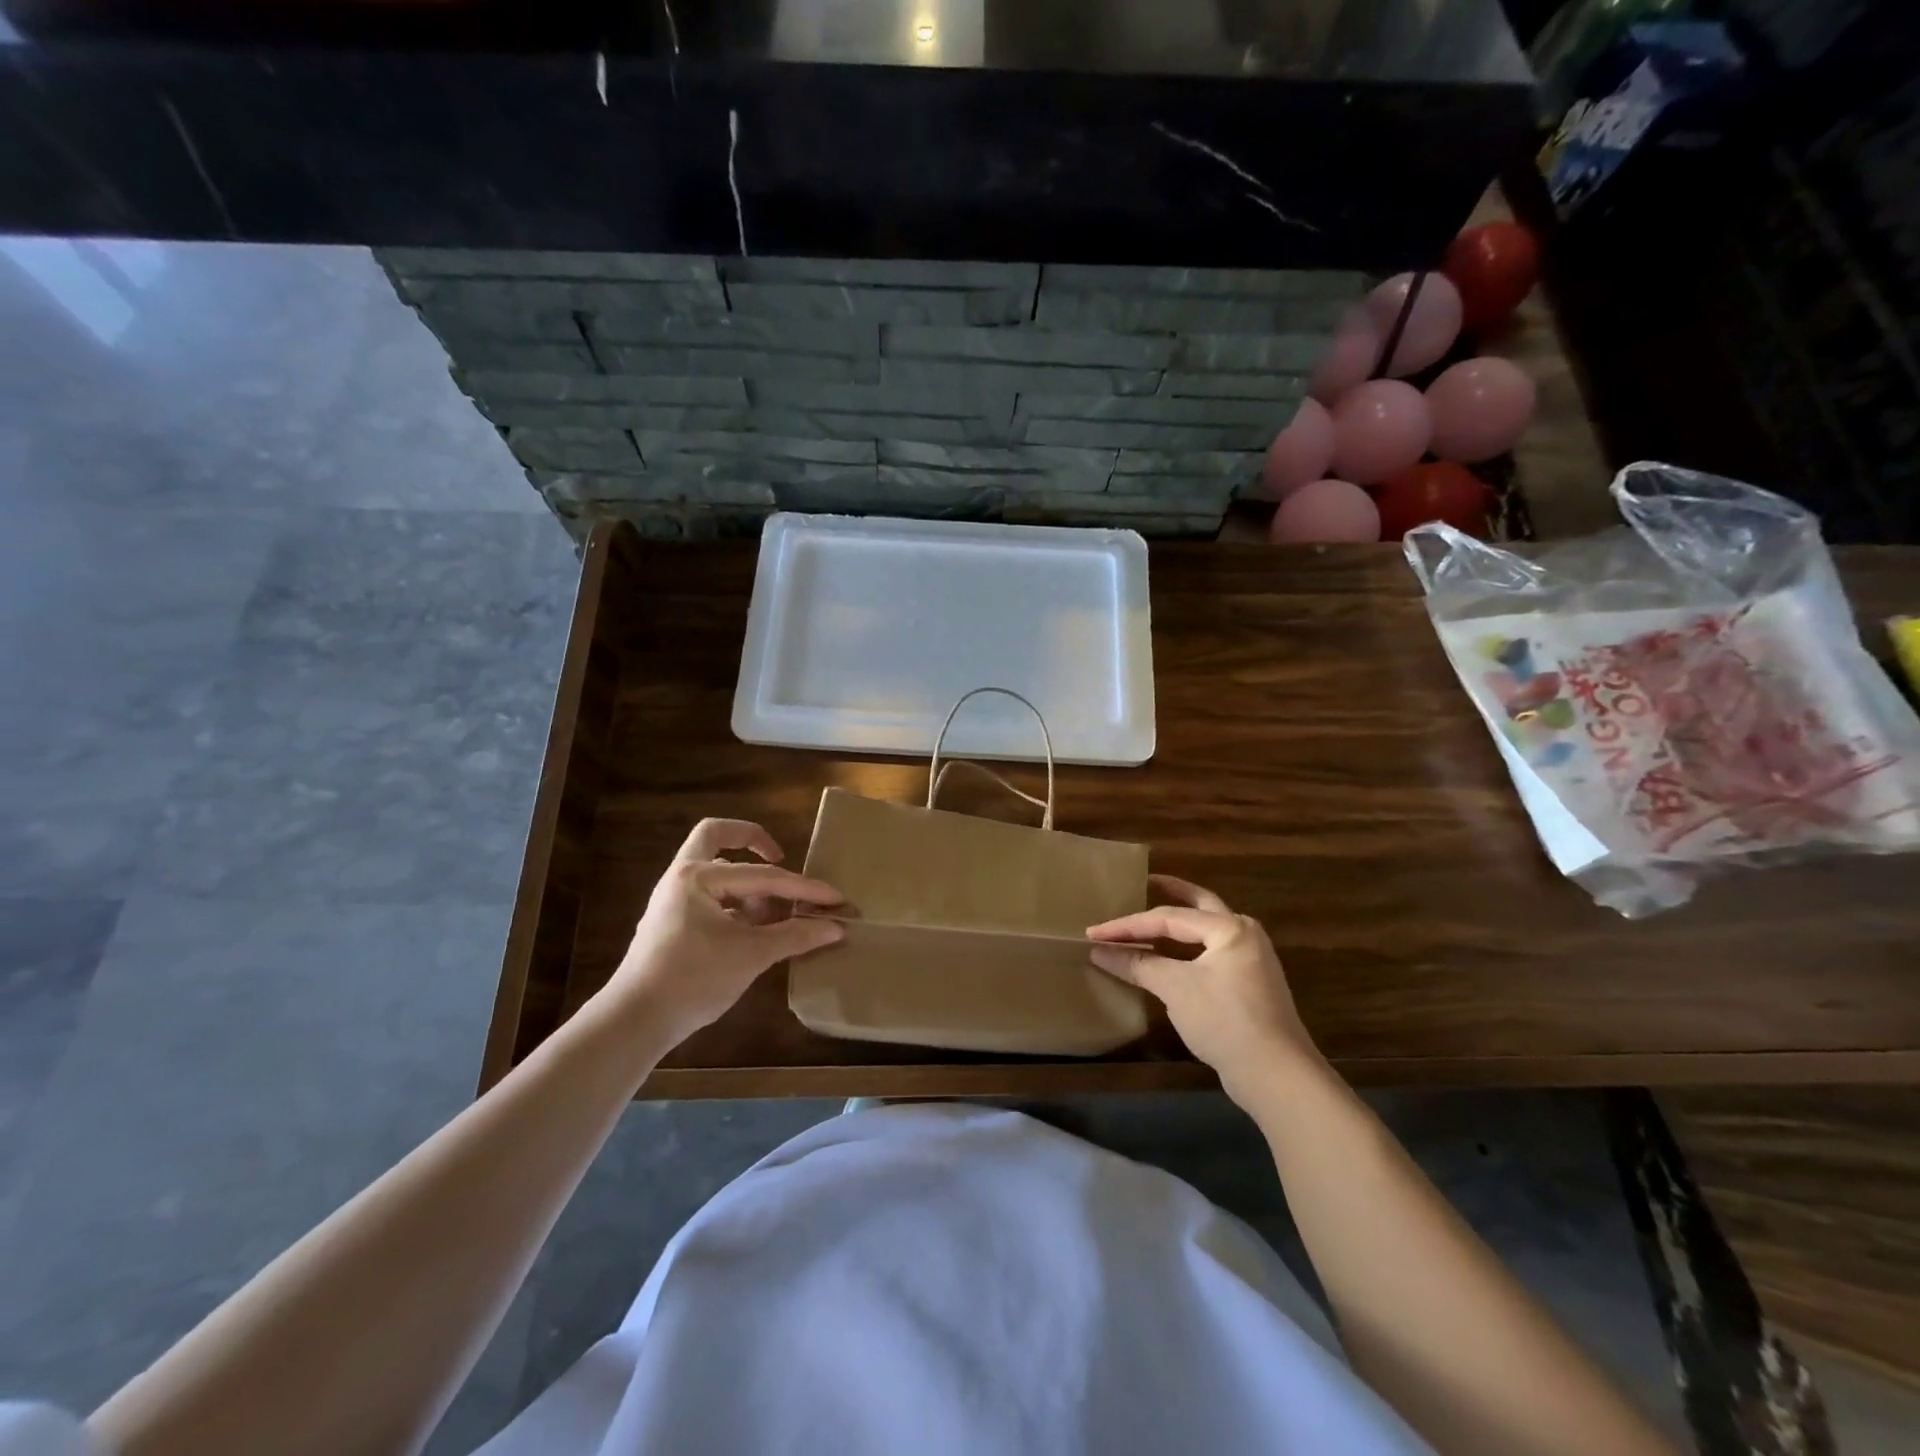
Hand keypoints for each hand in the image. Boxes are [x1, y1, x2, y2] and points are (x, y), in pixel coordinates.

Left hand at [601, 819, 845, 1050]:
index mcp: (698, 876)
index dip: (804, 889)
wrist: (634, 1022)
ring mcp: (674, 898)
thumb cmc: (692, 980)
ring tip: (777, 909)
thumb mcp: (751, 956)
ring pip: (715, 868)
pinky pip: (711, 895)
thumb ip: (795, 935)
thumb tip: (837, 927)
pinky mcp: (673, 921)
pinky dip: (736, 902)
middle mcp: (683, 876)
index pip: (764, 876)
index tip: (836, 899)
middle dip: (752, 840)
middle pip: (717, 836)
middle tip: (780, 857)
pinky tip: (757, 928)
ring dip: (747, 879)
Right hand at [1087, 876, 1318, 1102]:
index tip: (1094, 932)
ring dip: (1178, 925)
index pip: (1168, 917)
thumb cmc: (1224, 1020)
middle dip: (1172, 893)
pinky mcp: (1250, 986)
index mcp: (1229, 928)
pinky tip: (1168, 956)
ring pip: (1206, 931)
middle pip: (1199, 906)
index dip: (1128, 925)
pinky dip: (1186, 949)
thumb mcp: (1175, 988)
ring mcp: (1251, 961)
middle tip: (1145, 882)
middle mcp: (1244, 935)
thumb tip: (1099, 951)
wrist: (1276, 1075)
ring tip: (1150, 919)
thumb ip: (1138, 964)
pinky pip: (1210, 953)